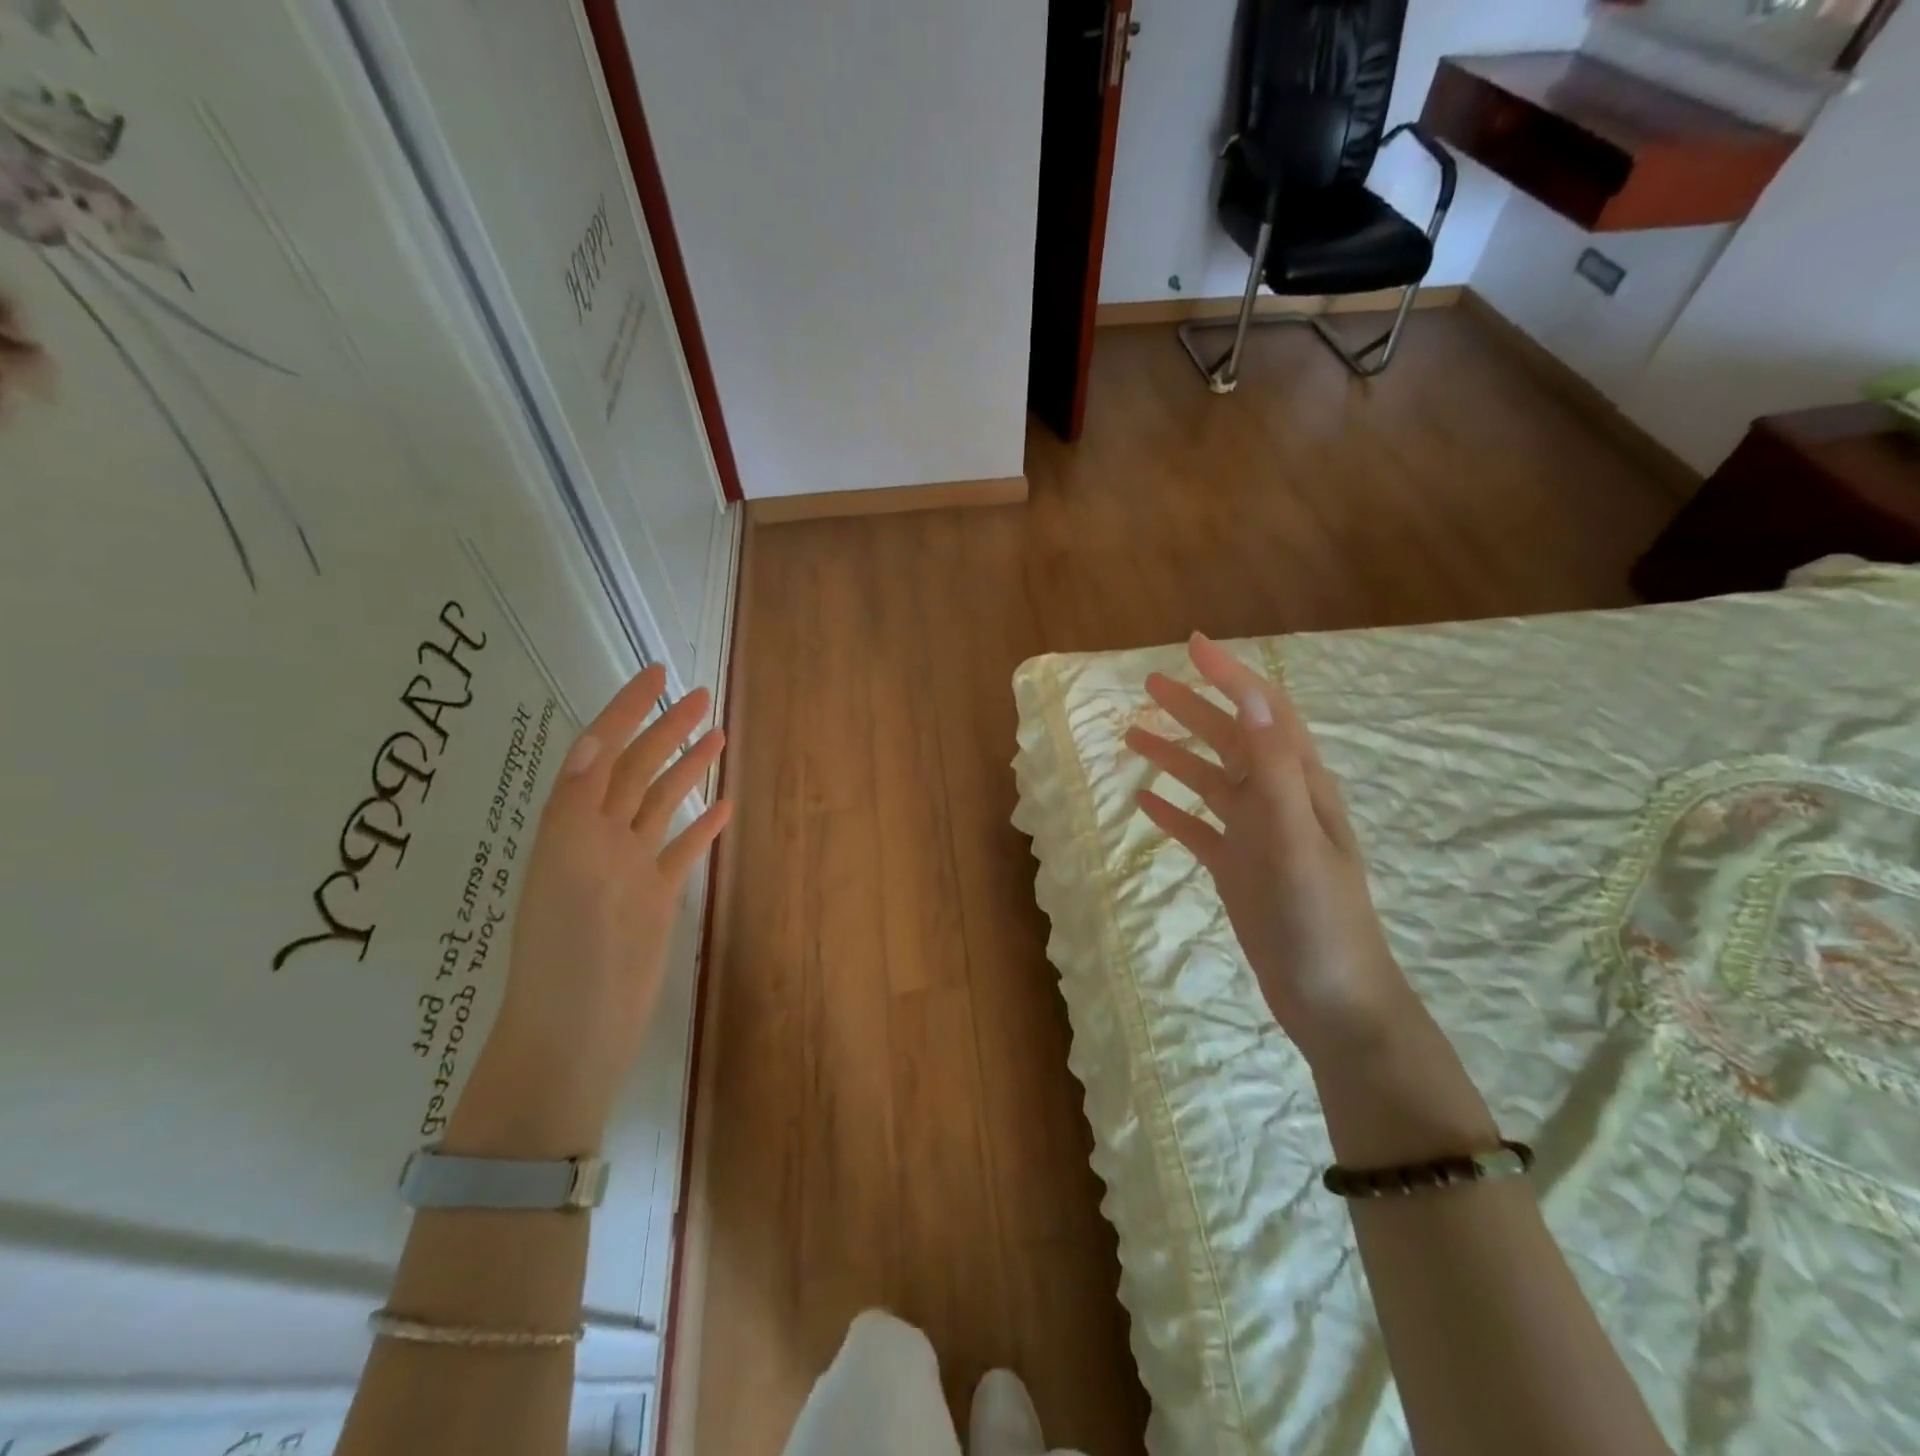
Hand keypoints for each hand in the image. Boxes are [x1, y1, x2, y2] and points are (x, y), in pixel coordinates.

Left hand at [446, 665, 731, 1158]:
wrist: (578, 1029)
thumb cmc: (570, 950)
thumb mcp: (566, 869)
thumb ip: (578, 804)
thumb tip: (592, 739)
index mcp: (574, 825)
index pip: (602, 750)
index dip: (626, 709)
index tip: (657, 673)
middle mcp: (600, 837)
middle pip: (637, 770)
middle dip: (666, 729)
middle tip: (702, 697)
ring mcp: (630, 866)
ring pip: (661, 804)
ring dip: (686, 768)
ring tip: (717, 736)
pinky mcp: (655, 896)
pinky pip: (680, 849)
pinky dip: (701, 825)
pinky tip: (722, 806)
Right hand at [1125, 634, 1415, 1069]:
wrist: (1335, 1002)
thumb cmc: (1320, 919)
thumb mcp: (1296, 839)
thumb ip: (1273, 768)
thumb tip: (1252, 697)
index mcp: (1299, 786)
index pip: (1264, 713)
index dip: (1231, 676)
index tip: (1192, 645)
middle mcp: (1278, 802)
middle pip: (1231, 740)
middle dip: (1194, 708)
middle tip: (1149, 685)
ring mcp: (1256, 837)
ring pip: (1210, 781)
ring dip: (1175, 754)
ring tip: (1132, 735)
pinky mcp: (1238, 870)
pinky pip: (1199, 829)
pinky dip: (1174, 810)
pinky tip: (1146, 802)